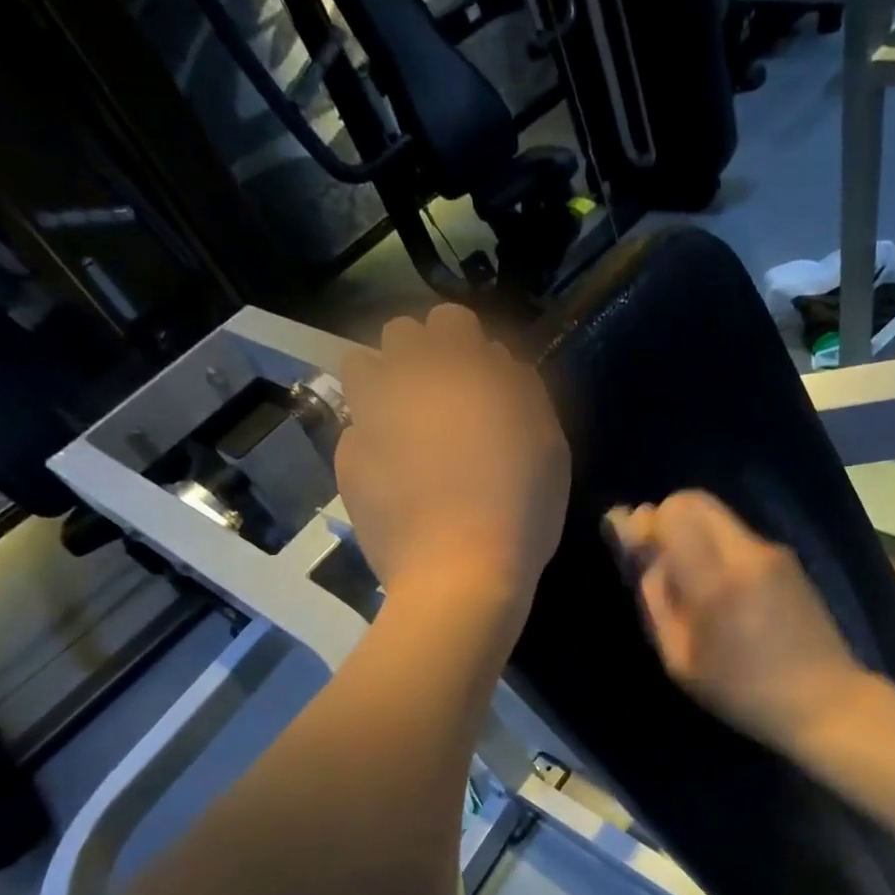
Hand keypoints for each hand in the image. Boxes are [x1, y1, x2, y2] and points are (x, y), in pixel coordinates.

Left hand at [337, 304, 569, 612]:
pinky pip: (355, 425)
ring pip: (363, 368)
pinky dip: (373, 436)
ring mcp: (369, 417)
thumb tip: (498, 364)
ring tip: (407, 422)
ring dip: (385, 382)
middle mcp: (407, 380)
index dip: (467, 344)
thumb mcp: (548, 445)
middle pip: (402, 336)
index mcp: (461, 371)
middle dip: (422, 356)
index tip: (480, 376)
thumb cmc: (520, 509)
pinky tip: (394, 473)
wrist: (458, 574)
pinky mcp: (346, 458)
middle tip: (444, 399)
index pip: (452, 320)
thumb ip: (523, 391)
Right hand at [604, 491, 866, 749]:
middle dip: (666, 517)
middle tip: (657, 554)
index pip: (672, 514)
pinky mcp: (787, 558)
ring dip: (692, 532)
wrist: (823, 699)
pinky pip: (737, 535)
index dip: (643, 523)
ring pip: (717, 516)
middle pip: (694, 500)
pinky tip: (720, 587)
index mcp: (716, 582)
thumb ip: (656, 599)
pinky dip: (716, 545)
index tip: (633, 544)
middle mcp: (747, 553)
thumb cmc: (742, 691)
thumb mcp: (680, 659)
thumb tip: (641, 553)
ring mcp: (773, 552)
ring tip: (688, 576)